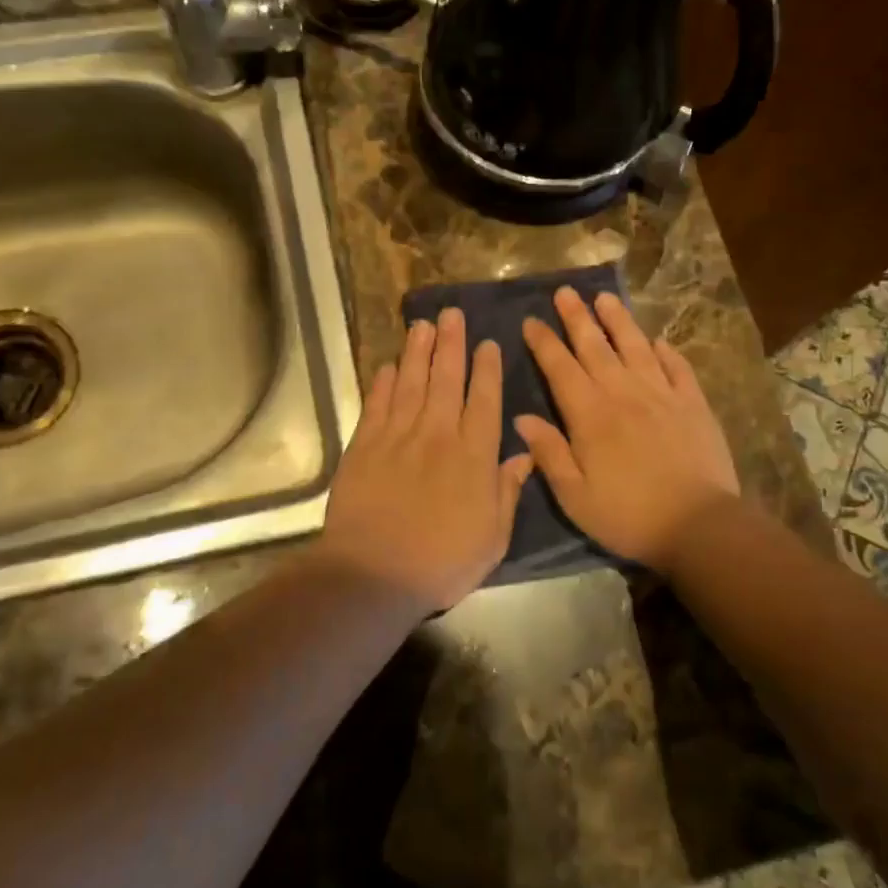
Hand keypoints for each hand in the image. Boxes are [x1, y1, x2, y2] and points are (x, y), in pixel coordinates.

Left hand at [319, 307, 533, 612]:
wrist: (374, 573)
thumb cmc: (442, 561)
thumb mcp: (492, 537)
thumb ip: (507, 491)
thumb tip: (524, 454)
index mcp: (473, 455)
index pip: (483, 400)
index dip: (486, 369)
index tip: (488, 343)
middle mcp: (437, 435)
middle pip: (445, 379)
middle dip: (451, 344)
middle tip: (452, 314)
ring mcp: (397, 437)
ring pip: (410, 383)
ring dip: (417, 352)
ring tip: (422, 325)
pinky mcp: (363, 446)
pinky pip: (376, 405)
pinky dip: (382, 383)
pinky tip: (387, 366)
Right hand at [516, 289, 740, 576]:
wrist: (698, 525)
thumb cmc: (628, 515)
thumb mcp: (575, 496)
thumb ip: (549, 453)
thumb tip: (522, 418)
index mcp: (590, 415)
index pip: (560, 368)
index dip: (544, 343)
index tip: (531, 321)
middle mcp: (623, 393)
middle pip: (595, 347)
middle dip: (577, 318)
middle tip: (565, 292)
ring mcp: (662, 395)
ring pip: (635, 347)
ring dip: (618, 321)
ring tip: (605, 298)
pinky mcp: (693, 404)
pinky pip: (677, 368)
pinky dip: (666, 352)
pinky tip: (659, 341)